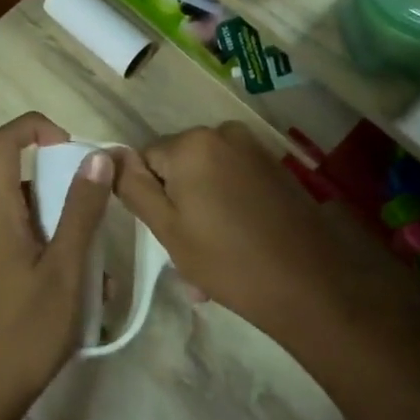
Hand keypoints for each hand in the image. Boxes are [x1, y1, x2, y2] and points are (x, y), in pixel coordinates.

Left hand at [0, 113, 112, 415]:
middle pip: (22, 186)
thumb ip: (81, 212)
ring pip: (24, 222)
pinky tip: (71, 297)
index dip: (36, 127)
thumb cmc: (24, 332)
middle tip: (98, 232)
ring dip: (61, 235)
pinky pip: (16, 249)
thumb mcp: (65, 271)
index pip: (3, 142)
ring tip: (94, 278)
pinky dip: (46, 257)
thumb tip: (97, 157)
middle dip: (65, 198)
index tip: (71, 146)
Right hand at [111, 123, 377, 341]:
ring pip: (207, 177)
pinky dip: (227, 208)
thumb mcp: (167, 228)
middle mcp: (224, 133)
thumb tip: (109, 156)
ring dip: (201, 211)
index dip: (149, 198)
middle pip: (178, 166)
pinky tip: (236, 244)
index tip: (162, 234)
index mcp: (192, 143)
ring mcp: (254, 149)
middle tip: (185, 252)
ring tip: (210, 259)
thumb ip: (133, 187)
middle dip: (176, 204)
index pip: (145, 160)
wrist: (310, 286)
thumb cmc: (227, 260)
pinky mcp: (276, 168)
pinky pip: (234, 182)